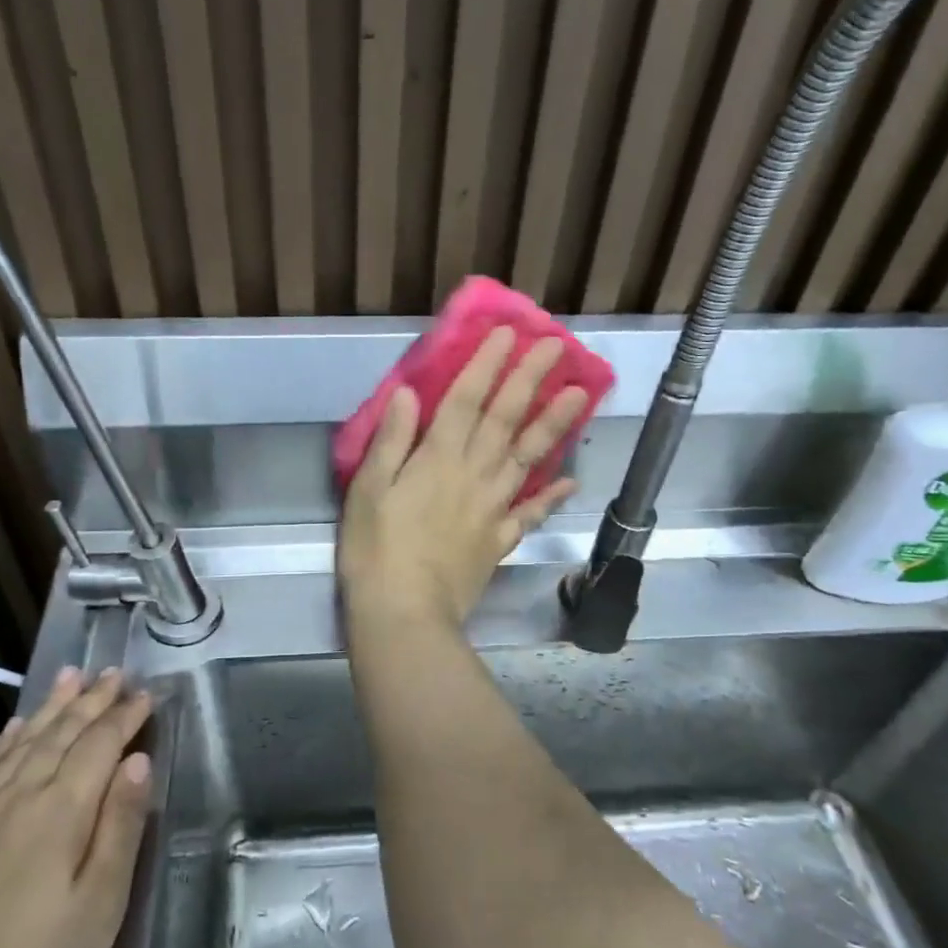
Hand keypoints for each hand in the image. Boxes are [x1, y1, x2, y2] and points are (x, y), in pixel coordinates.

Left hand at [0, 668, 152, 947]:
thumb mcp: (101, 903)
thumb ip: (120, 825)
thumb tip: (138, 761)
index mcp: (60, 810)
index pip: (100, 745)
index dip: (125, 717)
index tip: (147, 694)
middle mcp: (18, 796)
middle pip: (61, 734)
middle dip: (92, 699)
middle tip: (114, 671)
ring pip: (22, 742)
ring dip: (50, 707)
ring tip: (70, 675)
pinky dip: (4, 740)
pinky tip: (14, 727)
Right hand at [339, 327, 586, 628]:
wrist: (404, 613)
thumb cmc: (374, 549)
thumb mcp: (368, 490)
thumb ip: (392, 441)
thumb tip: (410, 393)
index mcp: (437, 459)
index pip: (466, 401)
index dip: (487, 365)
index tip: (509, 334)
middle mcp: (472, 475)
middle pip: (504, 420)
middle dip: (529, 380)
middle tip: (556, 347)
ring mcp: (492, 509)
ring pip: (527, 458)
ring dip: (554, 425)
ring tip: (579, 396)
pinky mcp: (499, 541)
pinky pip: (530, 514)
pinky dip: (551, 497)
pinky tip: (572, 482)